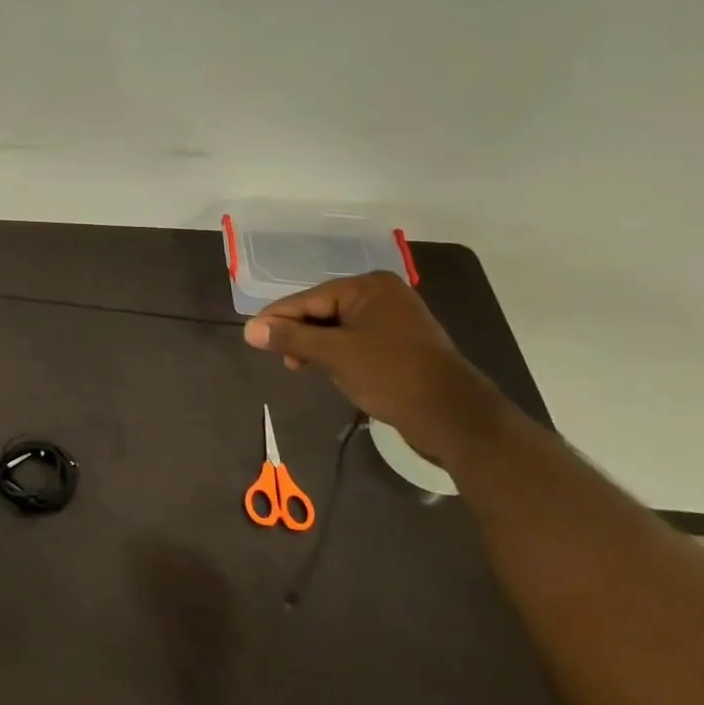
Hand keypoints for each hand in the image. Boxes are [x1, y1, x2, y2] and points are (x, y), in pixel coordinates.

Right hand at [243, 271, 508, 460]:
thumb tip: (249, 329)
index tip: (252, 337)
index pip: (308, 299)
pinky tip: (329, 370)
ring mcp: (394, 320)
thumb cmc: (391, 375)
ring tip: (301, 367)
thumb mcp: (334, 354)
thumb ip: (290, 337)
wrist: (454, 417)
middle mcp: (382, 295)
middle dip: (299, 334)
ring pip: (337, 328)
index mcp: (368, 286)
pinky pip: (355, 341)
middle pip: (321, 310)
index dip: (277, 318)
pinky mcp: (400, 344)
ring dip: (316, 347)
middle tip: (283, 359)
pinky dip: (337, 354)